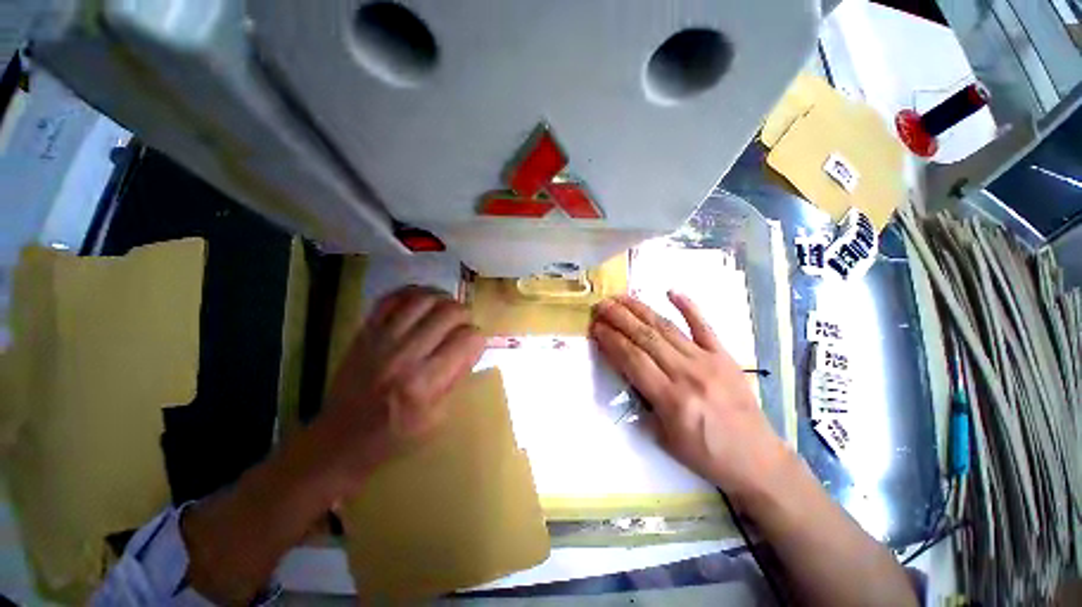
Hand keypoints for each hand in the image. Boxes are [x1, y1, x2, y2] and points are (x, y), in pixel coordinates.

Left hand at [317, 286, 485, 492]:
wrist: (340, 438)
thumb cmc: (395, 435)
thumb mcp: (438, 416)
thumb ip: (457, 376)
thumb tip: (472, 346)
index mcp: (425, 382)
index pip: (467, 339)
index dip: (477, 339)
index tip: (473, 345)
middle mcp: (405, 355)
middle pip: (449, 312)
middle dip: (465, 315)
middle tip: (463, 326)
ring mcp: (381, 339)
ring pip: (424, 299)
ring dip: (443, 300)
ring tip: (447, 310)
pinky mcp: (365, 331)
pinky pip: (392, 298)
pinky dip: (413, 292)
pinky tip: (423, 301)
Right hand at [589, 292, 790, 502]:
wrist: (756, 459)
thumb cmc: (705, 454)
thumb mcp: (663, 436)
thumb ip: (643, 400)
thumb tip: (626, 369)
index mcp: (671, 398)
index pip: (633, 359)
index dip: (611, 340)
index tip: (595, 326)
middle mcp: (687, 373)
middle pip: (646, 338)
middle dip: (619, 318)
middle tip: (601, 305)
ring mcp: (708, 360)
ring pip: (667, 328)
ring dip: (641, 310)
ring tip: (621, 297)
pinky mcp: (725, 355)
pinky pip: (704, 326)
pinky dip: (688, 306)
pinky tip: (671, 291)